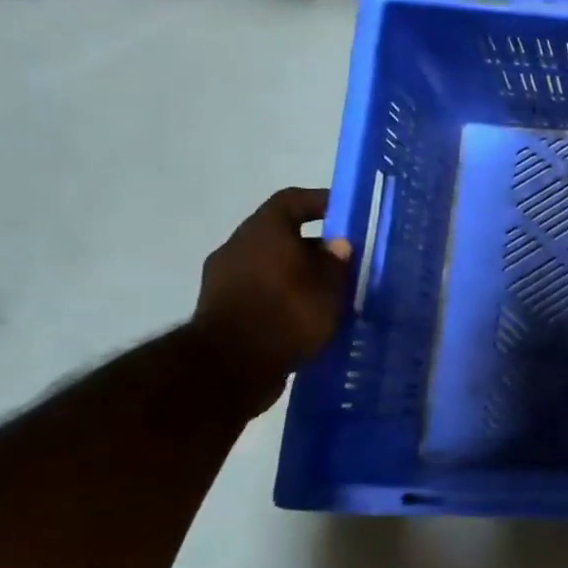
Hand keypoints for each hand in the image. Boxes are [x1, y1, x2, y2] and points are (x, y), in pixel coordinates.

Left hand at [192, 187, 351, 411]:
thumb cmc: (286, 313)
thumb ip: (337, 261)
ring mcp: (223, 279)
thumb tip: (338, 245)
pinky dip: (284, 298)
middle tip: (345, 263)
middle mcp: (238, 247)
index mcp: (263, 231)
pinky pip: (261, 292)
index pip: (292, 201)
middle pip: (281, 235)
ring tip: (330, 295)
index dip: (320, 202)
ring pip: (271, 266)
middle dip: (314, 247)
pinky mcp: (221, 310)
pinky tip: (307, 318)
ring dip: (299, 275)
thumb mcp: (329, 286)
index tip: (346, 213)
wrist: (230, 367)